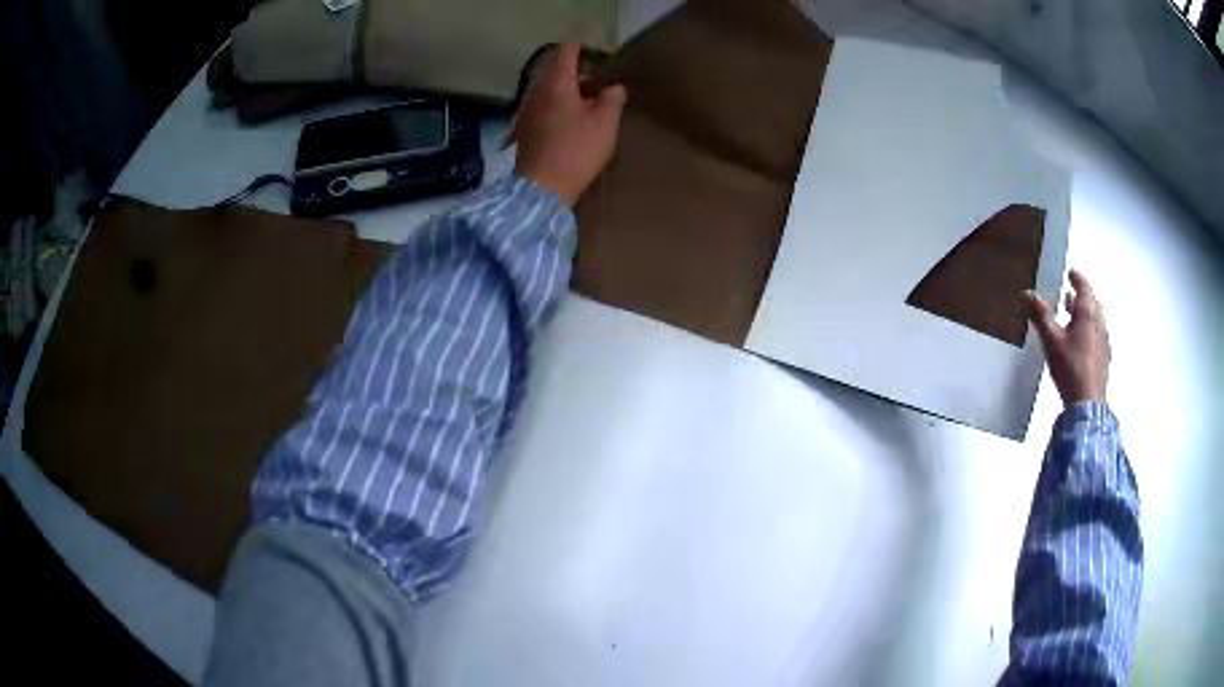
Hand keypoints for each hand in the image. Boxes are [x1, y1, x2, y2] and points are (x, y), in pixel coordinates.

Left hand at [513, 43, 626, 203]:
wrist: (542, 188)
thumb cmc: (576, 150)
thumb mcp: (605, 122)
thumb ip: (613, 97)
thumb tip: (614, 86)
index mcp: (556, 82)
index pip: (566, 50)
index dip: (585, 49)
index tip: (602, 58)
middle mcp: (536, 90)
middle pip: (554, 67)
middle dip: (576, 69)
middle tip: (598, 82)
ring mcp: (526, 109)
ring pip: (547, 86)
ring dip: (566, 88)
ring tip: (587, 102)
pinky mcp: (524, 128)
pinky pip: (541, 103)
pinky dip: (556, 103)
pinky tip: (569, 120)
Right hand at [1024, 270, 1110, 406]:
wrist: (1087, 404)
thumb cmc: (1070, 368)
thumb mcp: (1051, 341)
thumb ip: (1040, 316)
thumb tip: (1027, 293)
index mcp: (1087, 315)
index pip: (1085, 287)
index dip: (1077, 278)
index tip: (1071, 274)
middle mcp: (1098, 324)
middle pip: (1093, 303)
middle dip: (1082, 296)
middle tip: (1070, 295)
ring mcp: (1103, 342)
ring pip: (1096, 320)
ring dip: (1086, 314)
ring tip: (1074, 317)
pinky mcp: (1104, 359)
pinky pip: (1098, 336)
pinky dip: (1089, 331)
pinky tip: (1081, 343)